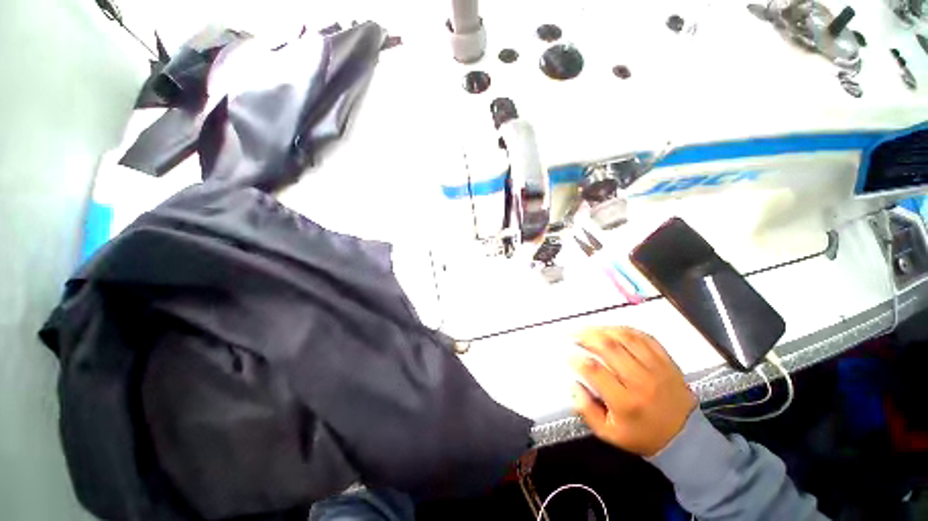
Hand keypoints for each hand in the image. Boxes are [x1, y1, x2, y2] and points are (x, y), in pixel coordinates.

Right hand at [570, 327, 696, 456]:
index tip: (567, 355)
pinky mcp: (666, 360)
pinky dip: (624, 329)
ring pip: (625, 337)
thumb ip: (586, 410)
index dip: (576, 359)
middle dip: (585, 336)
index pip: (595, 371)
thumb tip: (573, 385)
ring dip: (602, 329)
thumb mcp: (609, 433)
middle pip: (608, 347)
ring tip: (587, 329)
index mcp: (626, 402)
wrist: (685, 437)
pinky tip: (611, 329)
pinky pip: (643, 337)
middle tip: (571, 334)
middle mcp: (641, 381)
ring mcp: (656, 368)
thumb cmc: (641, 435)